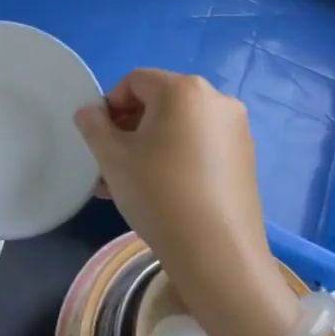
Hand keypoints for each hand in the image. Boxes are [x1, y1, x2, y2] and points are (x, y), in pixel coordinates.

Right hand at [74, 71, 286, 331]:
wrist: (217, 253)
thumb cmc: (158, 192)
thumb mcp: (112, 157)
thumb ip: (94, 126)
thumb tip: (89, 113)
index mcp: (183, 89)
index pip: (134, 81)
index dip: (110, 105)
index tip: (99, 138)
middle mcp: (216, 100)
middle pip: (159, 103)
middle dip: (128, 129)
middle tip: (109, 163)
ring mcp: (236, 130)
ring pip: (179, 128)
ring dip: (148, 147)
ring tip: (127, 184)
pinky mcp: (245, 159)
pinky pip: (200, 146)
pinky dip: (175, 158)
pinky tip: (159, 192)